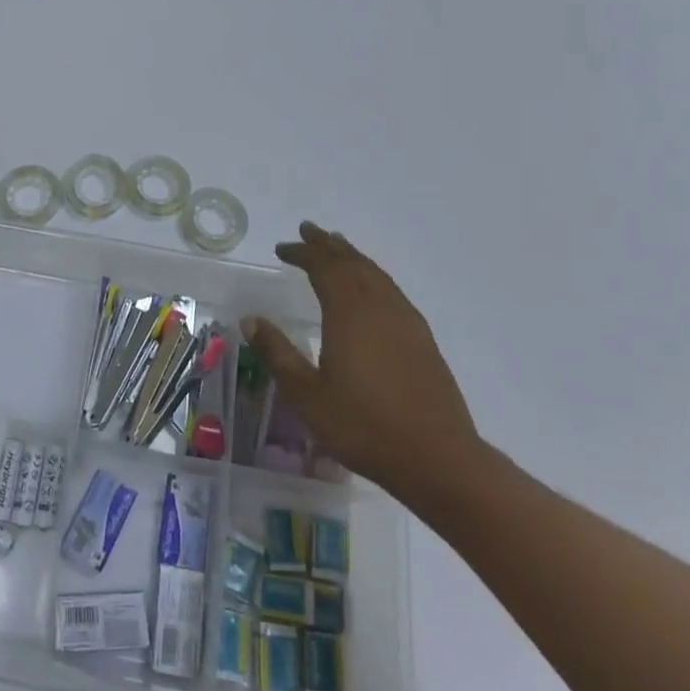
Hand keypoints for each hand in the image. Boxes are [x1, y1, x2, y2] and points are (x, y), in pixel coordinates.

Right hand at [244, 222, 485, 510]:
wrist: (437, 459)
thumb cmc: (363, 426)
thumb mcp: (306, 394)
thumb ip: (277, 353)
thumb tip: (251, 320)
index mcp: (349, 313)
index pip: (323, 267)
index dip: (302, 253)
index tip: (281, 248)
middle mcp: (380, 307)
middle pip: (353, 263)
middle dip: (328, 245)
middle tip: (308, 231)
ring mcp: (407, 322)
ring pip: (376, 275)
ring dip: (353, 257)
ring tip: (338, 248)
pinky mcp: (423, 340)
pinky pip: (392, 291)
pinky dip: (373, 277)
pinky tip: (371, 291)